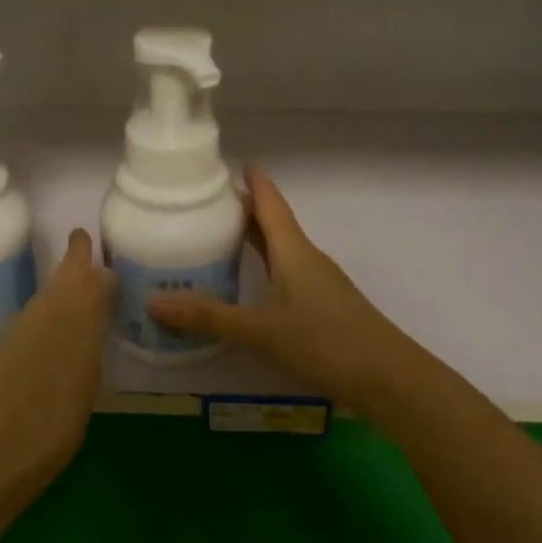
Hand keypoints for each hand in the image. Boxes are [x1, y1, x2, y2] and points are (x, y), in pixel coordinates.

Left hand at [0, 228, 113, 505]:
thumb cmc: (51, 413)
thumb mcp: (83, 360)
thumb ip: (90, 314)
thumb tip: (100, 274)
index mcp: (55, 313)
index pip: (71, 270)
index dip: (79, 252)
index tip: (86, 233)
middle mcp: (34, 320)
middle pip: (56, 285)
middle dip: (73, 268)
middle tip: (92, 257)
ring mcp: (20, 346)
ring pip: (47, 305)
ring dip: (66, 293)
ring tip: (89, 292)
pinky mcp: (13, 370)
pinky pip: (41, 328)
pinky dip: (58, 320)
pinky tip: (68, 336)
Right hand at [147, 166, 421, 417]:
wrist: (388, 377)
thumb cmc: (325, 341)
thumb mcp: (261, 329)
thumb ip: (209, 317)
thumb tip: (153, 302)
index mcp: (293, 251)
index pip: (270, 204)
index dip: (252, 182)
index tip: (229, 164)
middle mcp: (307, 260)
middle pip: (273, 225)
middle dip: (243, 212)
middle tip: (205, 206)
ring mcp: (318, 284)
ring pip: (281, 251)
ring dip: (253, 242)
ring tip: (217, 241)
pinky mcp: (323, 307)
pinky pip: (286, 275)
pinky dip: (264, 270)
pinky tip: (249, 288)